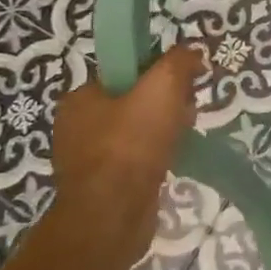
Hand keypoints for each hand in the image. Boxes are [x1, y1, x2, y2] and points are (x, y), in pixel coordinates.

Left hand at [50, 48, 201, 256]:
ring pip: (139, 131)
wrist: (111, 217)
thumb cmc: (131, 146)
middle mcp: (77, 126)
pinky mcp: (103, 185)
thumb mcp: (162, 88)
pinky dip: (157, 156)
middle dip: (167, 104)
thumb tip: (193, 52)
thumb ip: (179, 62)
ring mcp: (88, 158)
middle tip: (187, 114)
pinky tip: (172, 161)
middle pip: (136, 100)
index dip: (160, 73)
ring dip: (165, 131)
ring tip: (183, 139)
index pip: (127, 72)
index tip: (184, 85)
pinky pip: (137, 158)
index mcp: (80, 98)